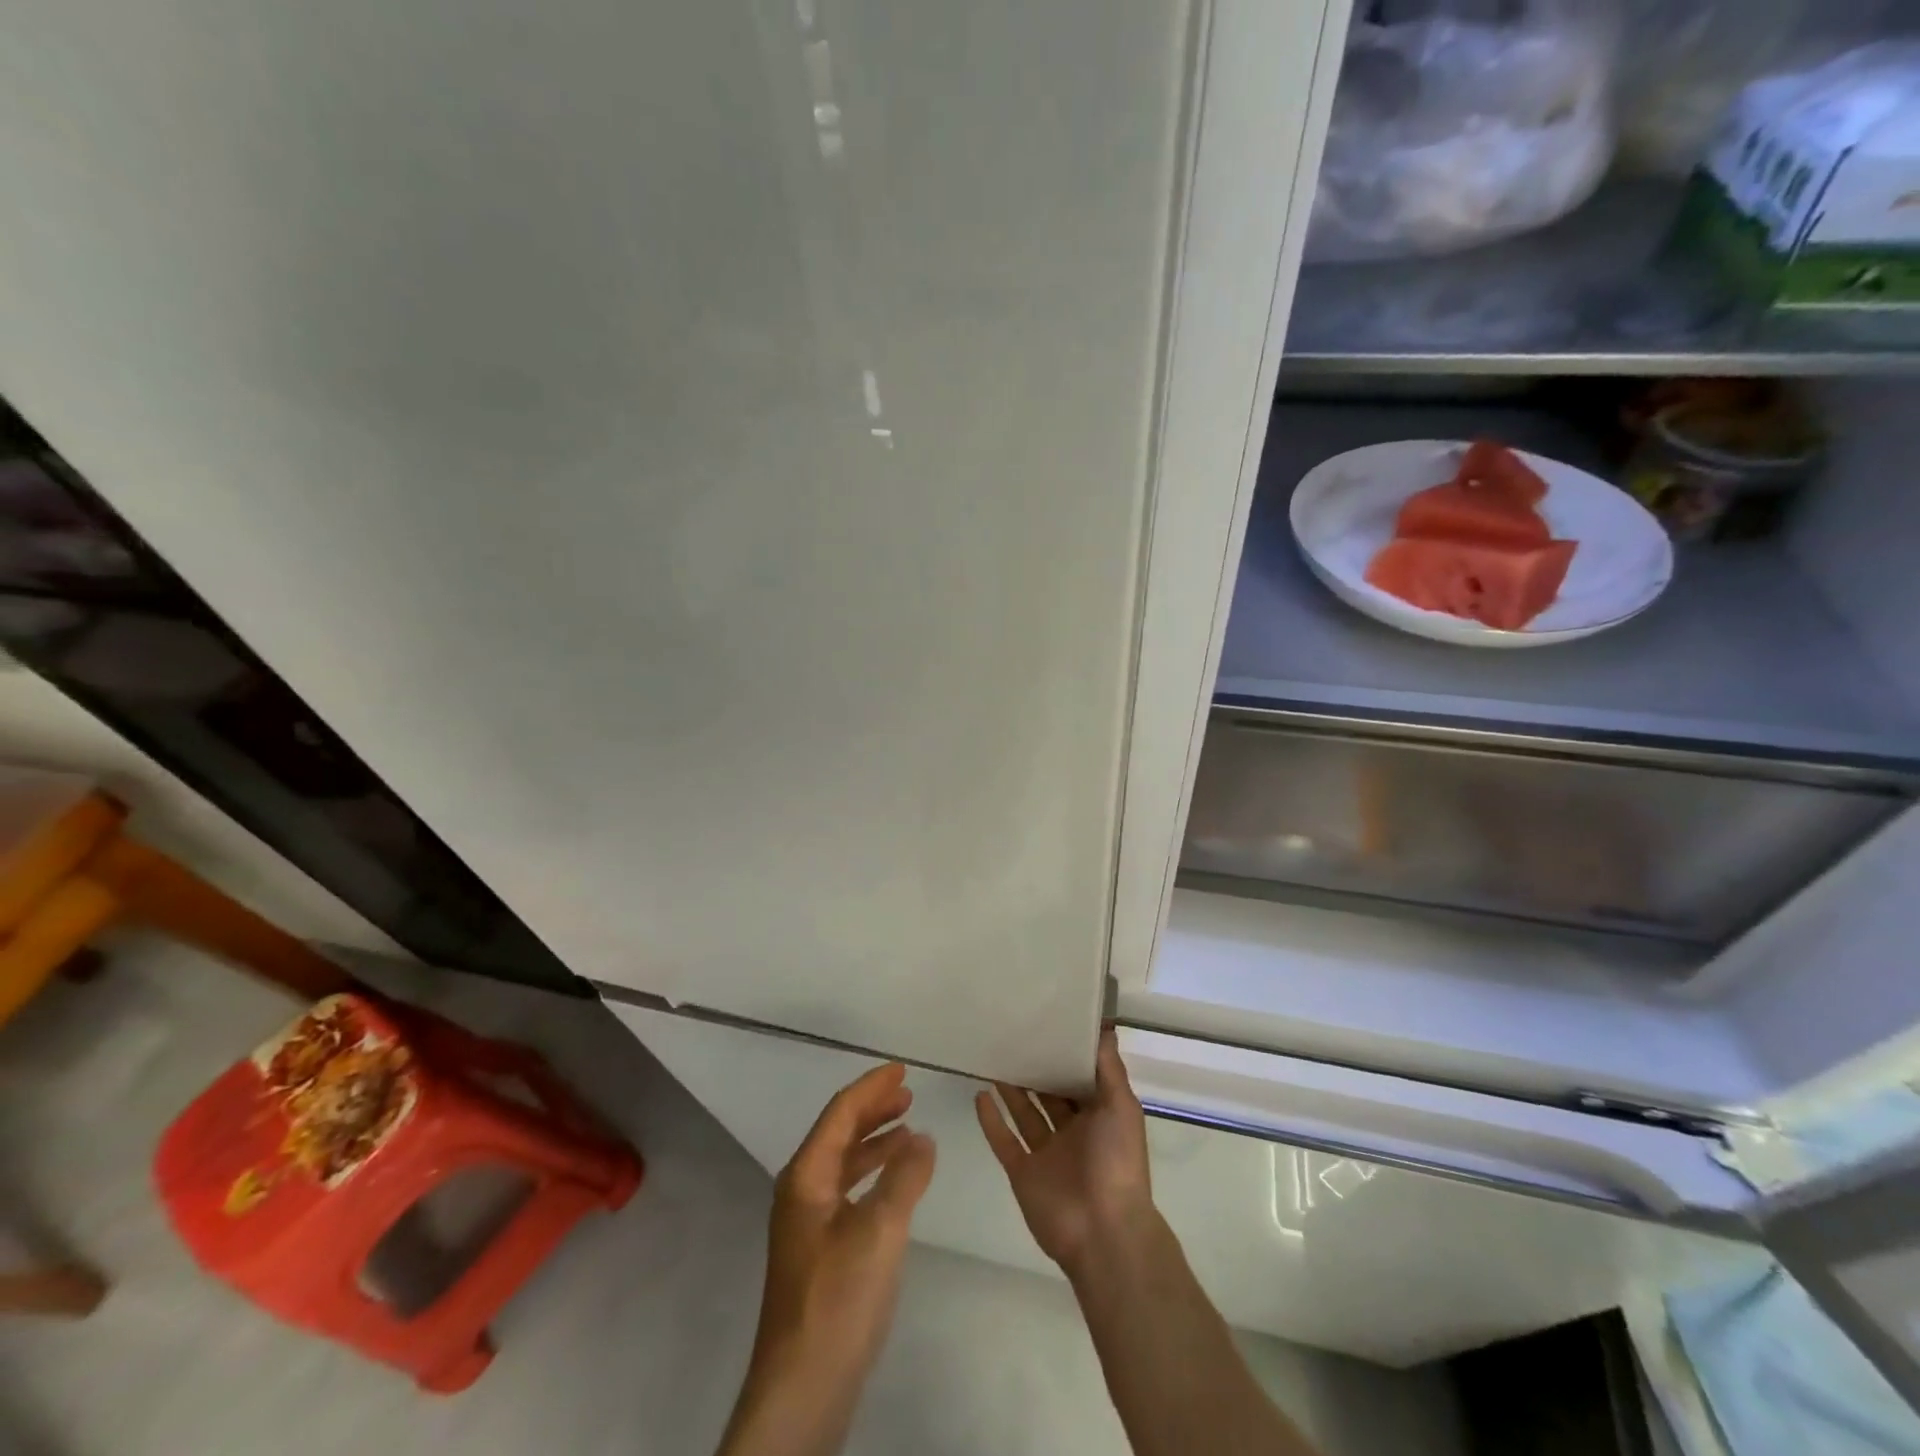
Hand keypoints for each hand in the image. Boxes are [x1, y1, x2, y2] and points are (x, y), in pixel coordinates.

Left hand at [718, 1063, 935, 1455]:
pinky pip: (848, 1190)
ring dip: (875, 1141)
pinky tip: (895, 1182)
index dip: (871, 1087)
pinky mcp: (820, 1249)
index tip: (901, 1069)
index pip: (840, 1113)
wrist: (802, 1387)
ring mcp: (808, 1222)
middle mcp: (801, 1190)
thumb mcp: (879, 1230)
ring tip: (908, 1128)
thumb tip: (923, 1137)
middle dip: (873, 1109)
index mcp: (806, 1176)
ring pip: (844, 1162)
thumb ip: (904, 1177)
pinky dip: (873, 1174)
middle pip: (839, 1133)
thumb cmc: (838, 1297)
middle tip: (908, 1092)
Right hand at [974, 1027, 1153, 1280]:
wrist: (1103, 1231)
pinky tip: (979, 1095)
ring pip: (1025, 1114)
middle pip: (1050, 1094)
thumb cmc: (1117, 1161)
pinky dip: (991, 1120)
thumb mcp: (1121, 1106)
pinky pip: (1004, 1141)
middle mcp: (1073, 1133)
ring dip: (1011, 1089)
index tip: (1048, 1023)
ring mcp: (1046, 1154)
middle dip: (1036, 1069)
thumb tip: (1104, 1026)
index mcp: (1099, 1117)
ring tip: (994, 1057)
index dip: (1066, 1054)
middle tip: (1014, 1034)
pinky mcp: (1023, 1173)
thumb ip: (1108, 1068)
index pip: (1080, 1079)